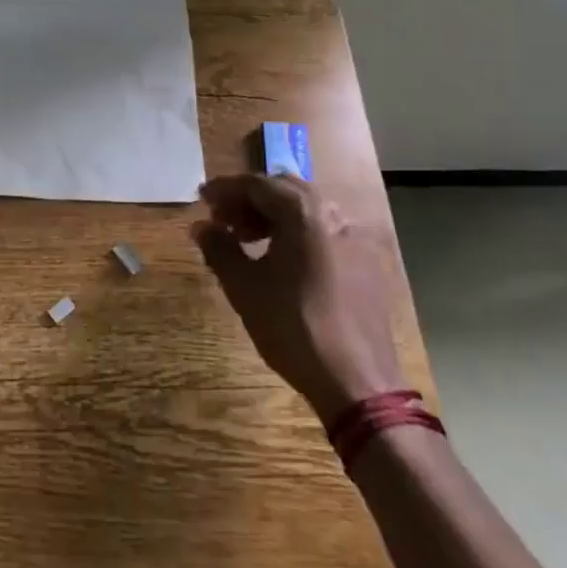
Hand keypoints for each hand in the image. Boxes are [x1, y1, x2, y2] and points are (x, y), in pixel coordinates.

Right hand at [194, 174, 408, 424]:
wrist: (357, 383)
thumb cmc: (293, 327)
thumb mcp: (244, 287)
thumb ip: (219, 248)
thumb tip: (201, 227)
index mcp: (304, 213)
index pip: (257, 184)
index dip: (225, 190)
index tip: (202, 200)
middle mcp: (334, 215)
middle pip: (285, 190)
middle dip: (250, 200)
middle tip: (222, 219)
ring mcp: (355, 239)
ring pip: (307, 210)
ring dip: (274, 216)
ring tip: (247, 240)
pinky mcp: (366, 264)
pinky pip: (325, 231)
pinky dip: (297, 232)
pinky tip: (280, 259)